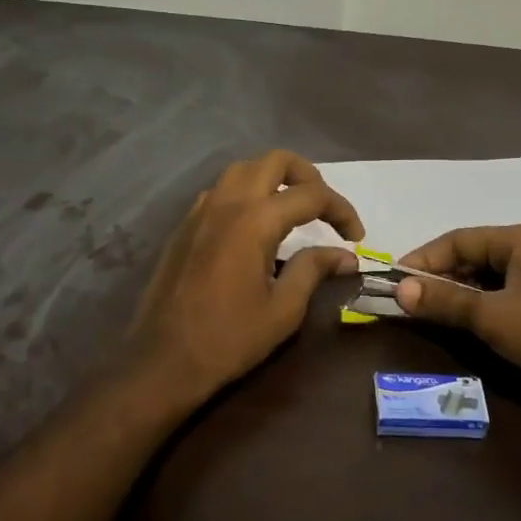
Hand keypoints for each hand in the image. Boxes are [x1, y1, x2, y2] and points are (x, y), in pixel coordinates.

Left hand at [124, 151, 362, 408]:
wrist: (163, 360)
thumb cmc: (228, 339)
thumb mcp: (283, 310)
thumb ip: (313, 270)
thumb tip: (345, 255)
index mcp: (255, 220)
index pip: (311, 194)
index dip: (342, 210)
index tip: (357, 237)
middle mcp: (227, 203)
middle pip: (275, 161)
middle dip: (309, 176)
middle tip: (325, 209)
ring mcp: (201, 210)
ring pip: (244, 169)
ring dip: (274, 178)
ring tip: (293, 209)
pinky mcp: (186, 225)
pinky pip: (221, 190)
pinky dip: (246, 193)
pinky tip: (255, 225)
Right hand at [394, 224, 520, 392]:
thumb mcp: (493, 317)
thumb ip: (446, 301)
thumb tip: (400, 290)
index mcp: (519, 239)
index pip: (458, 239)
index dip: (424, 259)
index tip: (396, 280)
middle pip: (473, 254)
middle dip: (440, 276)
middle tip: (410, 298)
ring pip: (489, 275)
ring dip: (460, 291)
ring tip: (433, 311)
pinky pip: (505, 291)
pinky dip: (482, 302)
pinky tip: (469, 320)